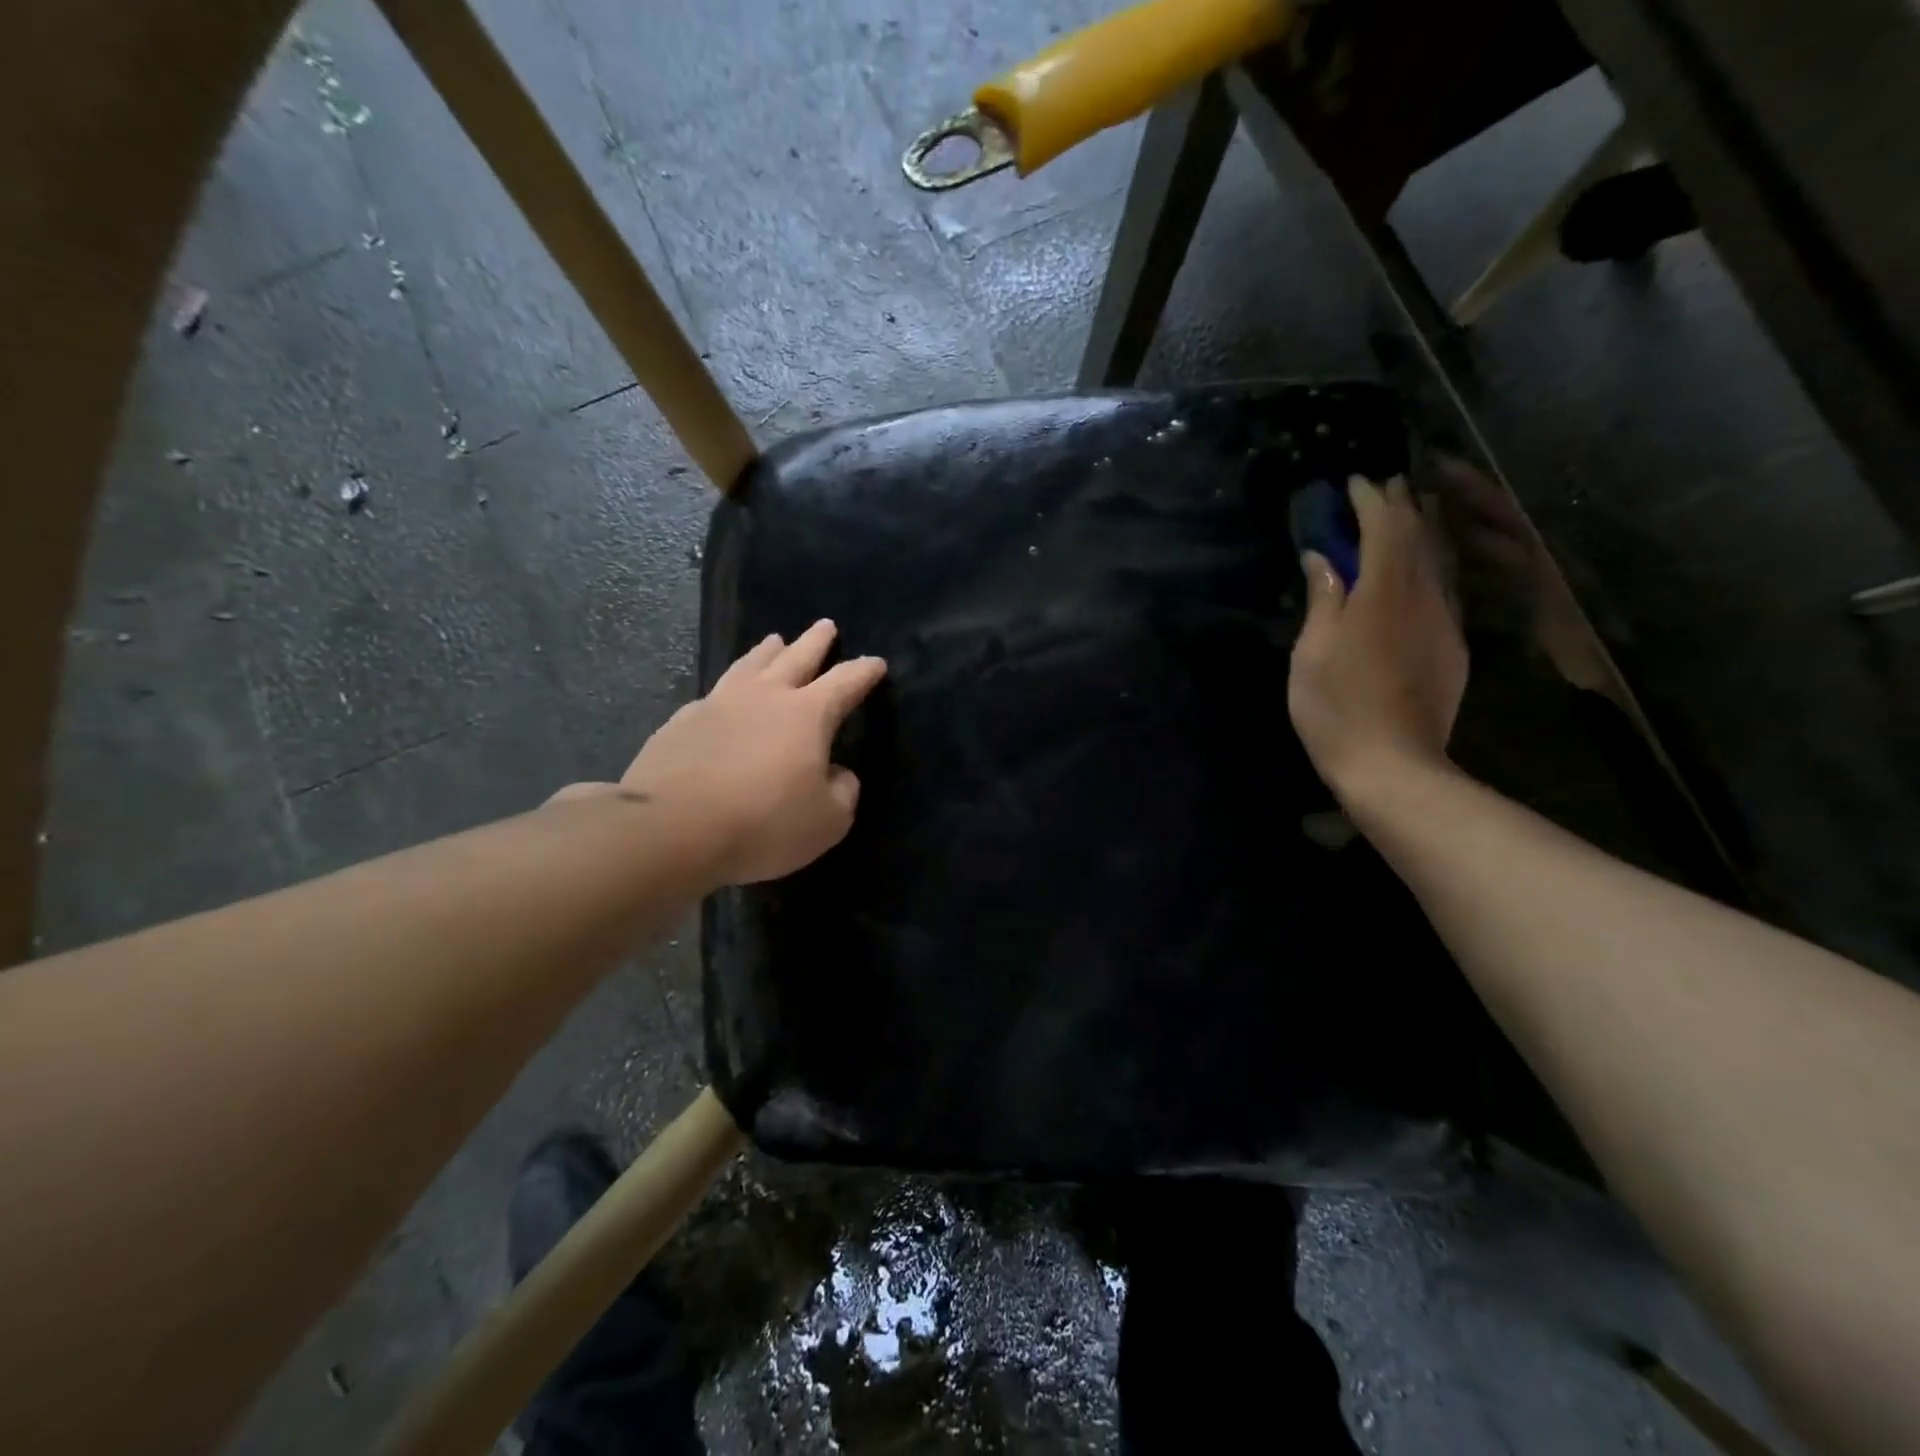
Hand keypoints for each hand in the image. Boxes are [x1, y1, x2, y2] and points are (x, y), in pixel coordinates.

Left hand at [554, 620, 886, 885]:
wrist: (672, 829)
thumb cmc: (763, 824)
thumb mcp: (826, 822)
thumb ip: (843, 793)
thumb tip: (838, 774)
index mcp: (808, 714)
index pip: (846, 681)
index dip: (864, 671)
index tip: (876, 663)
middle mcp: (765, 696)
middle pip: (796, 656)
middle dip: (816, 641)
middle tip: (826, 626)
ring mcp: (719, 703)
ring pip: (751, 663)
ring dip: (768, 650)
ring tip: (775, 640)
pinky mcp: (682, 721)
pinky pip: (715, 693)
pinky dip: (730, 687)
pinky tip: (725, 695)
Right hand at [1288, 475, 1467, 804]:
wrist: (1392, 764)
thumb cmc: (1336, 707)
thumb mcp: (1313, 651)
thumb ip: (1323, 599)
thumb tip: (1323, 558)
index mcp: (1385, 593)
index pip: (1386, 528)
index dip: (1371, 500)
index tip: (1354, 481)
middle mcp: (1425, 598)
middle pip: (1420, 537)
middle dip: (1401, 508)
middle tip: (1382, 489)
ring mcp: (1445, 624)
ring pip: (1437, 563)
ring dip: (1419, 535)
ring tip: (1402, 519)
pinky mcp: (1452, 649)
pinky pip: (1442, 592)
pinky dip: (1426, 570)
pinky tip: (1416, 576)